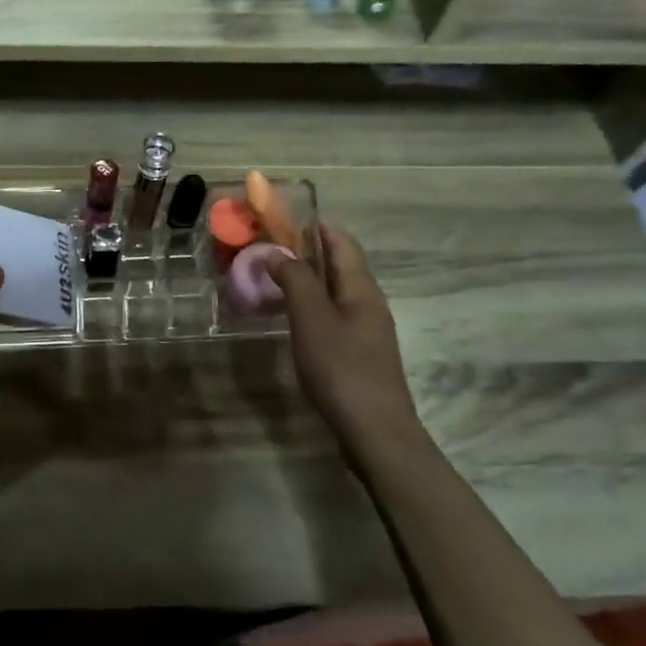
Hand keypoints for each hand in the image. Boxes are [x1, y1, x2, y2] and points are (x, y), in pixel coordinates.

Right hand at [268, 223, 425, 457]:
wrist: (375, 430)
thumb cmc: (342, 368)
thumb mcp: (312, 318)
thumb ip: (295, 280)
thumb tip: (278, 251)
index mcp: (362, 288)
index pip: (342, 242)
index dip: (316, 224)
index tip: (285, 215)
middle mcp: (368, 302)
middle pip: (340, 265)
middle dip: (308, 250)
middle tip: (270, 245)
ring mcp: (366, 330)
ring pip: (335, 291)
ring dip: (308, 278)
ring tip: (273, 277)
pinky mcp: (359, 353)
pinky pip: (333, 315)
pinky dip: (311, 305)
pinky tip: (291, 317)